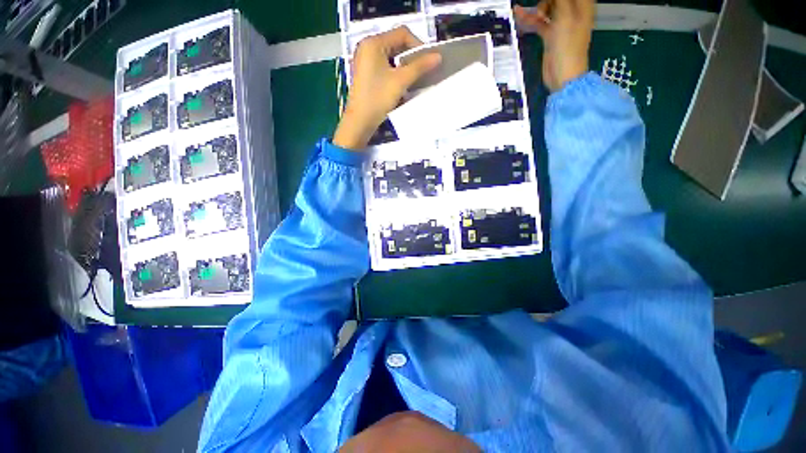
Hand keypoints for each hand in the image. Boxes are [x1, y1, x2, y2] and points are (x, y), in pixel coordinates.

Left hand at [333, 27, 440, 149]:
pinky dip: (395, 73)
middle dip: (411, 57)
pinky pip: (385, 67)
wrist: (360, 122)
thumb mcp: (400, 81)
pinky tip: (402, 85)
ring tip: (414, 79)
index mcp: (373, 43)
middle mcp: (367, 47)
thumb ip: (420, 66)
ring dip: (404, 67)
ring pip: (391, 57)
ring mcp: (365, 61)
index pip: (402, 33)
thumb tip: (439, 56)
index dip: (418, 45)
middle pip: (396, 44)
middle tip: (423, 71)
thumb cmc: (378, 98)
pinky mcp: (366, 74)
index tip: (428, 61)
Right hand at [514, 0, 594, 91]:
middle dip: (546, 1)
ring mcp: (560, 23)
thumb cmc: (568, 45)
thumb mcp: (565, 16)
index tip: (547, 1)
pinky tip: (518, 13)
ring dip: (537, 8)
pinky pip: (539, 22)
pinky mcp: (550, 34)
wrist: (562, 74)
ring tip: (527, 14)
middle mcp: (572, 11)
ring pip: (547, 8)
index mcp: (582, 4)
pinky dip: (530, 19)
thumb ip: (559, 0)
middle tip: (540, 12)